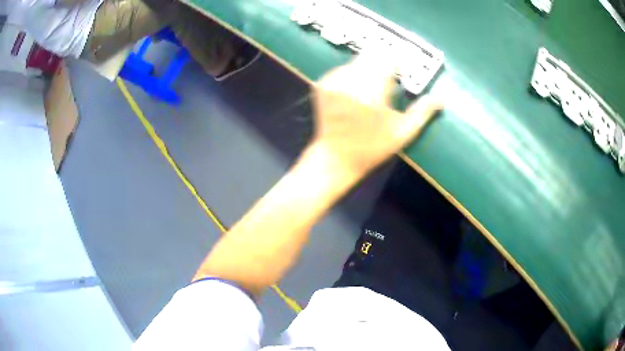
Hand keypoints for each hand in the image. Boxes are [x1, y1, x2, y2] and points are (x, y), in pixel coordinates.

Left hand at [308, 54, 441, 181]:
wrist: (335, 158)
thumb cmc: (373, 149)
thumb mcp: (403, 133)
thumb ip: (423, 112)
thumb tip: (441, 98)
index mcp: (372, 93)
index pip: (388, 59)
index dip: (399, 60)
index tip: (404, 69)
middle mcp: (350, 82)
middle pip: (372, 54)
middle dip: (384, 63)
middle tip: (389, 79)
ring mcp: (333, 82)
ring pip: (357, 61)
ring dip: (369, 68)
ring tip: (372, 91)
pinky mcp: (322, 84)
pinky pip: (343, 69)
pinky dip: (353, 75)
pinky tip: (356, 92)